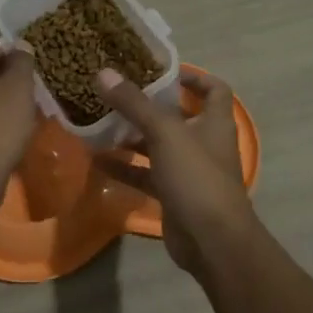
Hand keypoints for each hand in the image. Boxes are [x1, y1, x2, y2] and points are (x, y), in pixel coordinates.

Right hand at [94, 66, 255, 276]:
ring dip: (132, 137)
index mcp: (214, 122)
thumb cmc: (196, 176)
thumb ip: (134, 104)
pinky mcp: (174, 195)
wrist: (212, 241)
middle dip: (149, 107)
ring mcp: (189, 171)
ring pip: (158, 147)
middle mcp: (204, 143)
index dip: (193, 77)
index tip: (162, 71)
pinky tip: (98, 160)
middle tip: (117, 94)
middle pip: (178, 117)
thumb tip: (103, 73)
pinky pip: (146, 175)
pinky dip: (126, 167)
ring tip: (100, 123)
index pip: (214, 89)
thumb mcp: (164, 133)